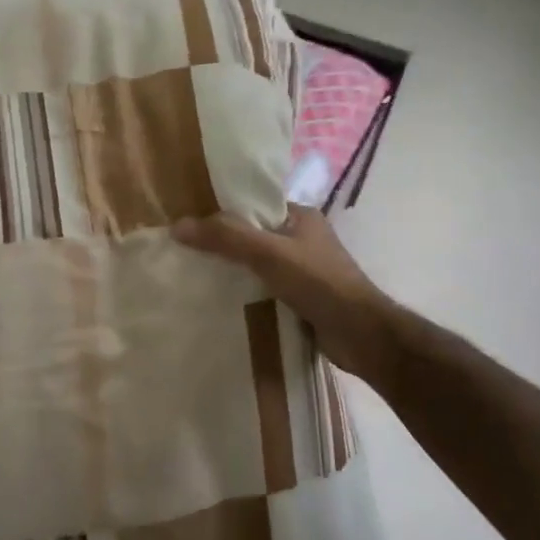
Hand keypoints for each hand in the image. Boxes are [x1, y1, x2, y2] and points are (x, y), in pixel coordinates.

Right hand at [173, 207, 392, 378]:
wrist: (361, 335)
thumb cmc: (318, 283)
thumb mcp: (268, 253)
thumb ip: (225, 238)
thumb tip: (177, 226)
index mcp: (301, 217)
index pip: (255, 205)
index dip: (225, 210)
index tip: (192, 221)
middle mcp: (303, 239)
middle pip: (254, 235)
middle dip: (225, 243)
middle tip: (187, 251)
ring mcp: (304, 271)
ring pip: (259, 265)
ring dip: (235, 271)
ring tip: (197, 275)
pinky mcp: (302, 299)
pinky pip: (266, 289)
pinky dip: (247, 293)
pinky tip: (222, 301)